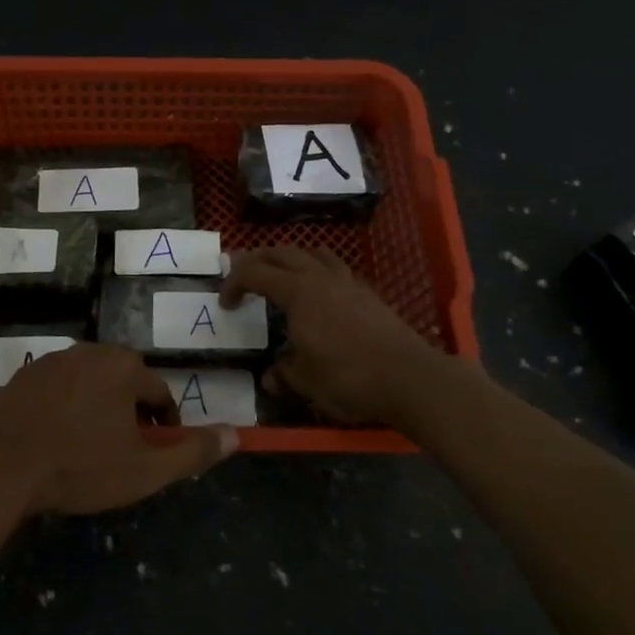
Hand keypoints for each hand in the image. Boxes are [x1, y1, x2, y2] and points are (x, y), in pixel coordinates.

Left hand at [0, 344, 236, 515]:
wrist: (2, 468)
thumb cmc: (79, 468)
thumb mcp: (143, 471)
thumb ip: (192, 453)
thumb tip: (237, 436)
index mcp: (125, 368)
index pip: (159, 394)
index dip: (163, 426)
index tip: (154, 453)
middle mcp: (92, 351)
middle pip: (125, 382)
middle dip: (130, 413)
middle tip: (121, 451)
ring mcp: (54, 358)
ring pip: (91, 381)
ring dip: (97, 406)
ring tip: (87, 445)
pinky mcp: (25, 372)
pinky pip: (59, 385)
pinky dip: (65, 404)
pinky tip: (55, 435)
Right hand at [222, 247, 458, 434]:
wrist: (409, 378)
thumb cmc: (348, 377)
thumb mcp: (306, 382)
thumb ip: (284, 373)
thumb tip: (270, 377)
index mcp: (297, 292)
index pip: (255, 273)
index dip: (234, 283)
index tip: (225, 303)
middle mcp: (320, 278)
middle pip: (283, 253)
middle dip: (259, 260)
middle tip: (245, 275)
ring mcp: (348, 282)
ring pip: (314, 253)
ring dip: (292, 258)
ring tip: (283, 274)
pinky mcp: (369, 294)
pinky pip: (336, 269)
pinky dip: (318, 272)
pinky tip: (321, 294)